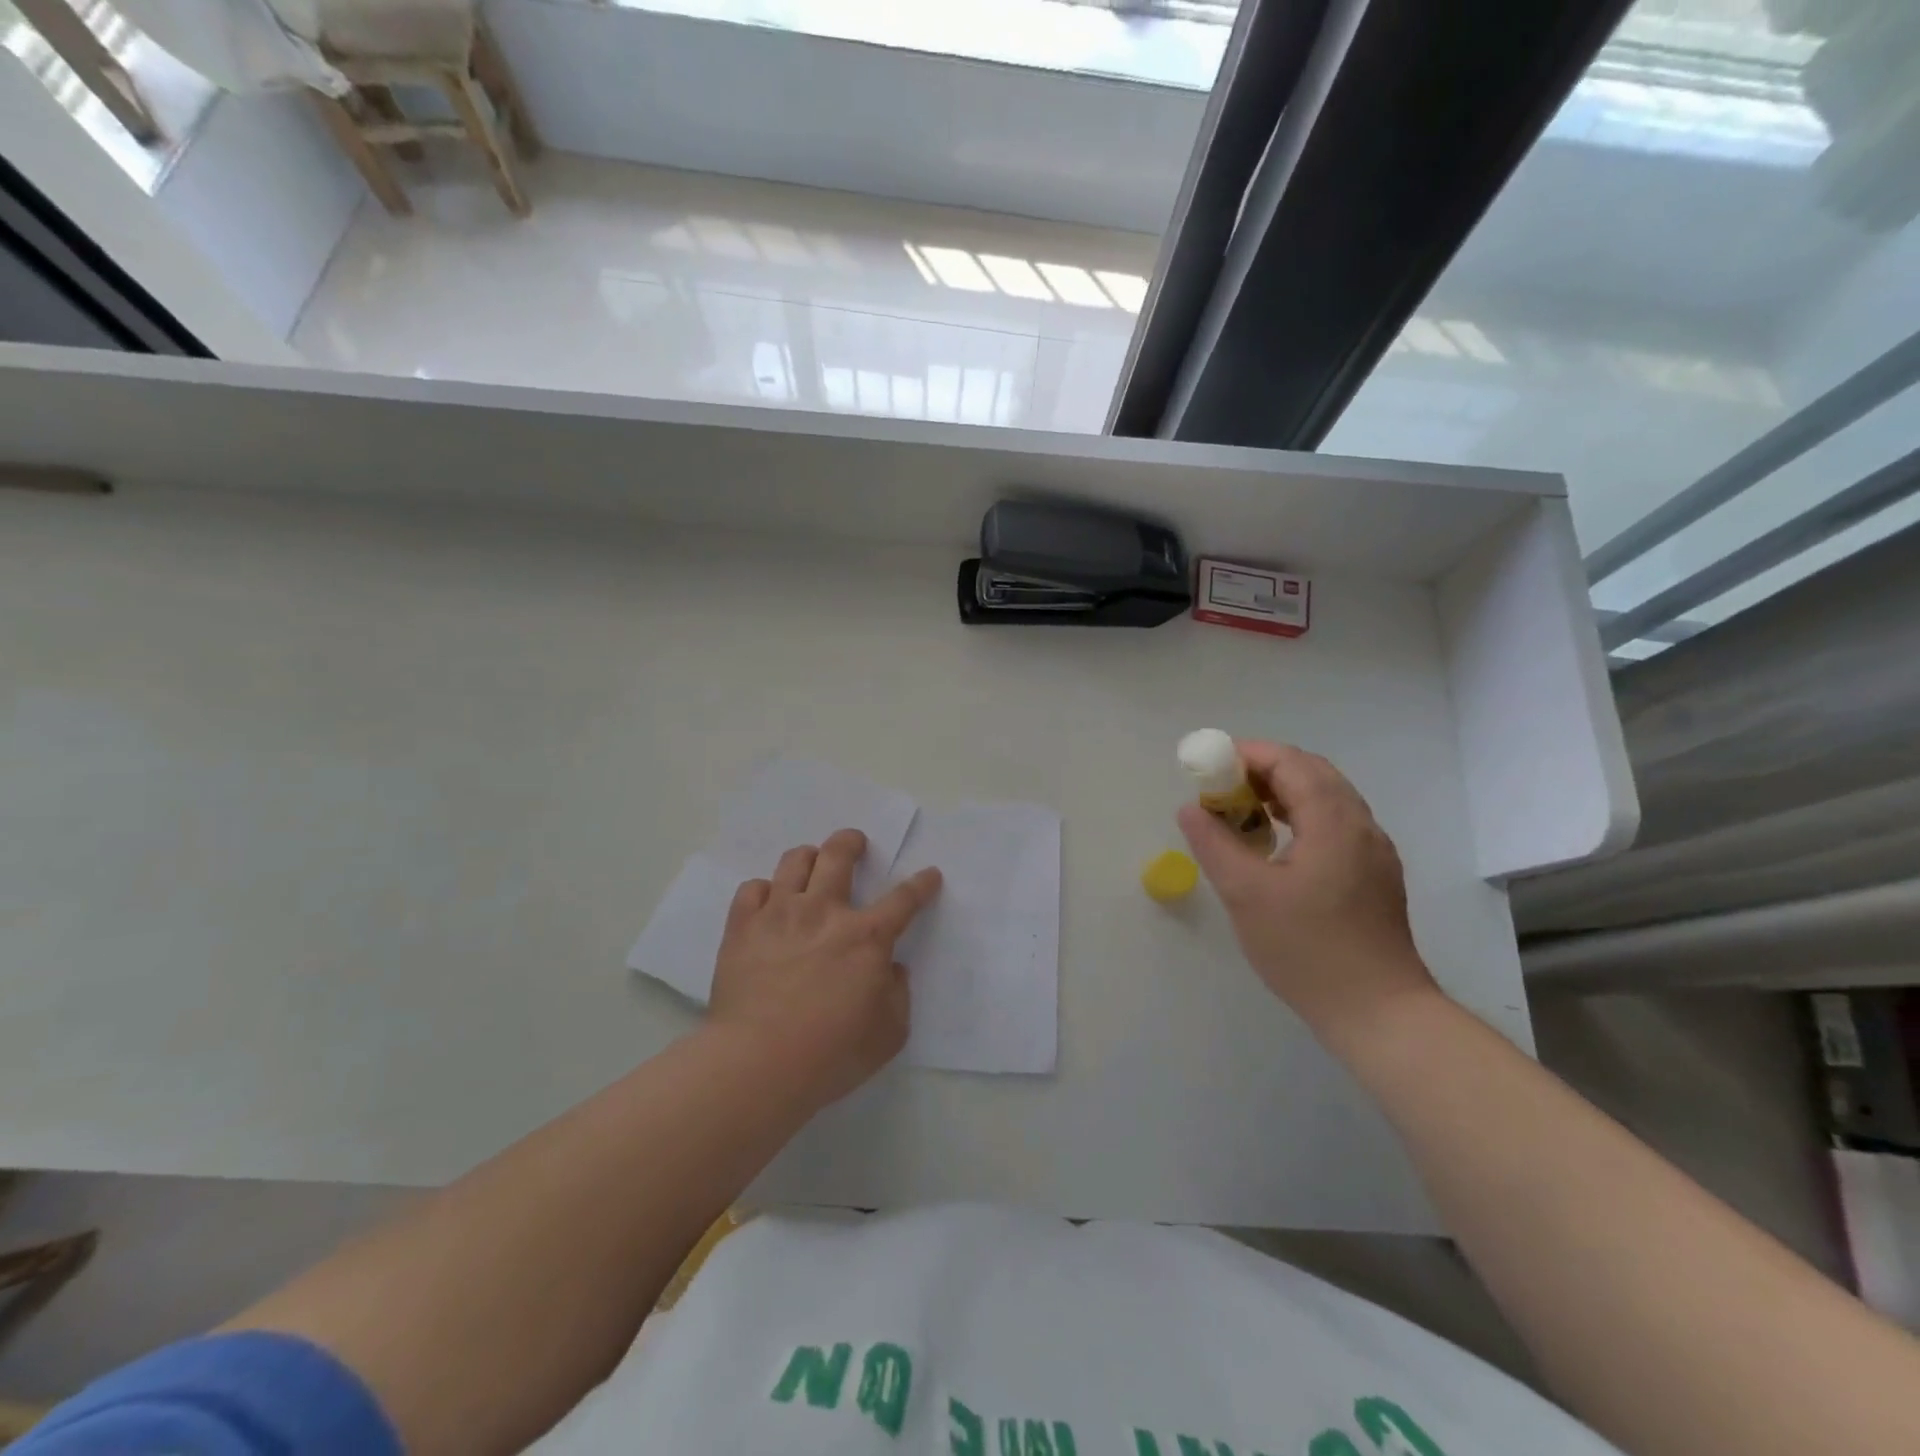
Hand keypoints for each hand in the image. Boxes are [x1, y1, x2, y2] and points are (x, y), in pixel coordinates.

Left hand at [707, 828, 942, 1111]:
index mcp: (867, 937)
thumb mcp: (889, 1034)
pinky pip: (751, 889)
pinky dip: (763, 891)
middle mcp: (824, 913)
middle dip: (852, 842)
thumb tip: (892, 969)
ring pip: (794, 862)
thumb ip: (898, 995)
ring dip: (809, 858)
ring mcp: (780, 915)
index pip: (904, 899)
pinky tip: (768, 902)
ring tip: (811, 864)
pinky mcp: (743, 928)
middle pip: (839, 855)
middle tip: (855, 843)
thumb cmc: (831, 1054)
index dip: (921, 884)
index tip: (929, 875)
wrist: (758, 1063)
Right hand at [1177, 741, 1436, 1045]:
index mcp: (1334, 822)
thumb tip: (1190, 809)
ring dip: (1282, 793)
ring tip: (1242, 812)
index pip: (1291, 763)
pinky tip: (1275, 844)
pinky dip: (1300, 816)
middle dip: (1263, 770)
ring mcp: (1374, 852)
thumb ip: (1214, 844)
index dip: (1248, 754)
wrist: (1378, 1012)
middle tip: (1221, 787)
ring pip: (1327, 799)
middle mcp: (1362, 826)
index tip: (1209, 765)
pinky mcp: (1375, 876)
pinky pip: (1335, 825)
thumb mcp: (1246, 894)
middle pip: (1312, 774)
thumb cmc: (1307, 950)